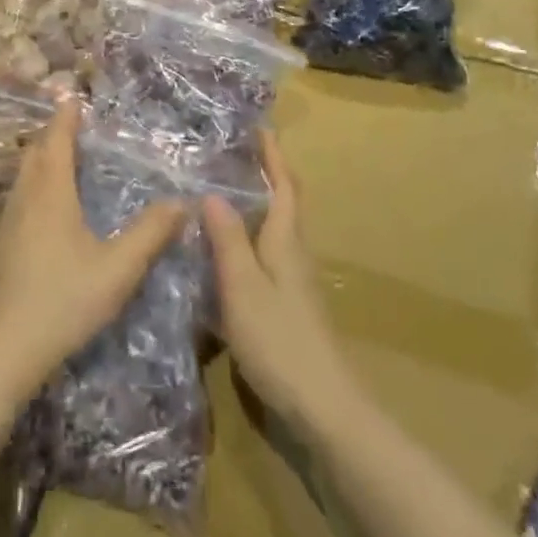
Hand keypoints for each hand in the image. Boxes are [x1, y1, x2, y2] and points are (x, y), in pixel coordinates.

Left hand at [0, 95, 185, 412]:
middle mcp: (25, 197)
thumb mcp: (117, 269)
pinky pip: (19, 194)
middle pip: (34, 151)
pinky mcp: (1, 244)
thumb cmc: (63, 301)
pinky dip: (34, 180)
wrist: (3, 349)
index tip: (74, 97)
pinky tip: (46, 204)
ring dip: (40, 156)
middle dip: (52, 133)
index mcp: (51, 193)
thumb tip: (182, 202)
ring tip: (62, 156)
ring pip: (23, 174)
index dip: (65, 117)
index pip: (56, 140)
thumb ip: (150, 234)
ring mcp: (8, 221)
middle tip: (73, 123)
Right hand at [204, 135, 358, 431]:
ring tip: (221, 190)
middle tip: (232, 152)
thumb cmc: (280, 341)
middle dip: (265, 173)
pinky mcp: (286, 306)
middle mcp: (293, 254)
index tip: (259, 126)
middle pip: (283, 203)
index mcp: (285, 241)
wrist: (325, 409)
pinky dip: (247, 237)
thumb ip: (228, 240)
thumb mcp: (243, 287)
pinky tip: (224, 248)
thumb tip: (212, 193)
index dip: (273, 155)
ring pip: (274, 229)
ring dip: (255, 204)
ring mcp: (292, 282)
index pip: (283, 186)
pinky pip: (265, 254)